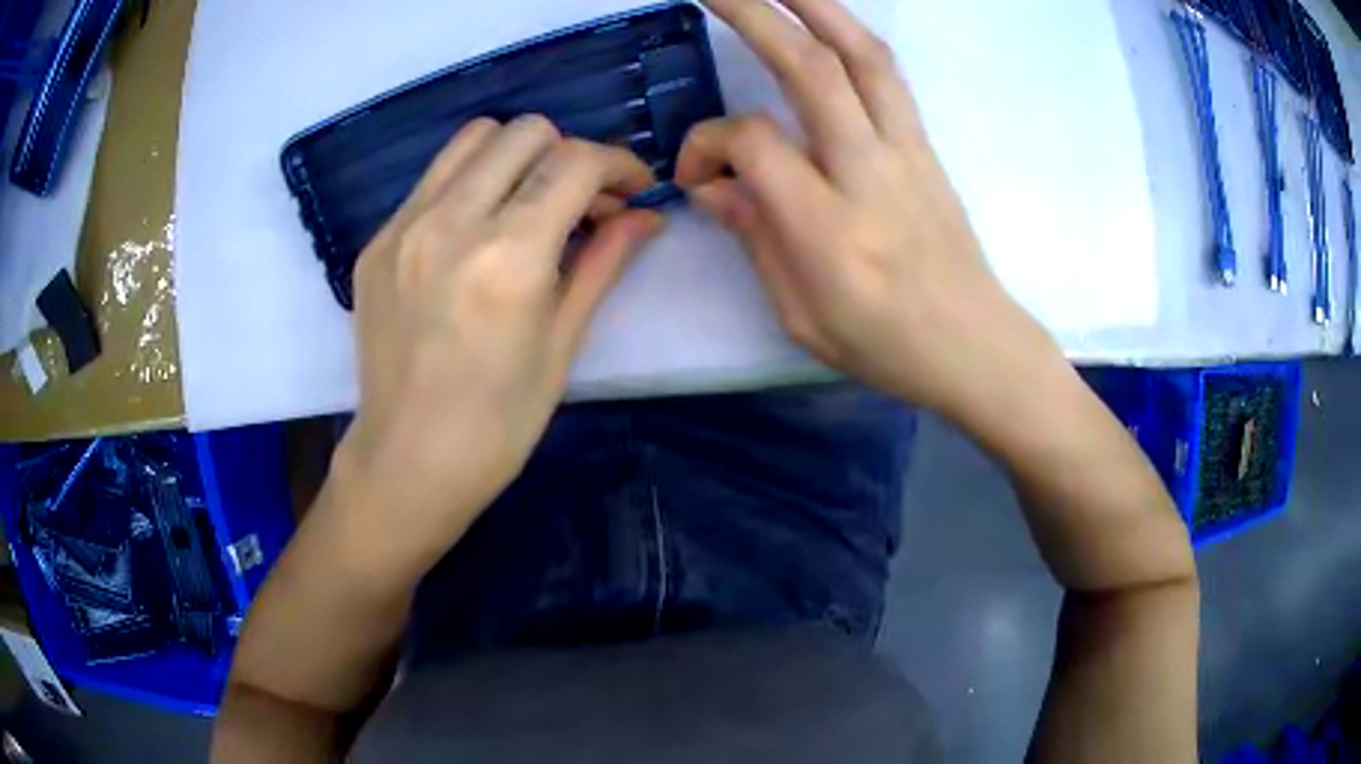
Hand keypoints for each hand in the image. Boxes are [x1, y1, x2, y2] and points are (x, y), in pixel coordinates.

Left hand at [336, 116, 662, 560]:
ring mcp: (404, 227)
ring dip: (516, 155)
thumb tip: (647, 214)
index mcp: (509, 255)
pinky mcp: (377, 241)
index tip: (632, 189)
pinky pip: (433, 179)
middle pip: (525, 131)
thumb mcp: (563, 342)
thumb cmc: (499, 421)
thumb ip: (605, 261)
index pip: (576, 161)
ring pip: (473, 138)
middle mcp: (451, 221)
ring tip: (528, 201)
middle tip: (581, 200)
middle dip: (569, 152)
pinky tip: (477, 231)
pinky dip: (470, 183)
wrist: (409, 459)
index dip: (619, 163)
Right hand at [678, 0, 1057, 415]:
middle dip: (754, 15)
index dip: (707, 144)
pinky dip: (852, 37)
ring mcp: (905, 152)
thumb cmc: (885, 347)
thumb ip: (755, 238)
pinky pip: (887, 76)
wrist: (974, 347)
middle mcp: (868, 173)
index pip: (752, 144)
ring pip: (860, 56)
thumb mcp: (800, 315)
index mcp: (828, 228)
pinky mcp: (925, 147)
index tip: (695, 175)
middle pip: (809, 70)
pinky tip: (828, 21)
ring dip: (815, 6)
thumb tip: (716, 187)